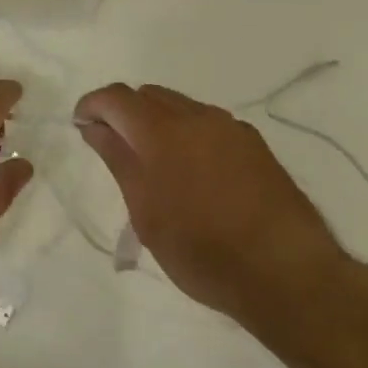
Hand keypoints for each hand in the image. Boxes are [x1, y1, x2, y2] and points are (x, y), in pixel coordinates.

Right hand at [72, 82, 350, 324]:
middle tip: (115, 148)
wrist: (286, 272)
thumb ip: (118, 160)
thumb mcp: (145, 211)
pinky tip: (193, 172)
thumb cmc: (200, 249)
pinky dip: (188, 133)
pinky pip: (208, 123)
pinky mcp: (254, 144)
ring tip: (154, 164)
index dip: (92, 106)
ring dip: (157, 122)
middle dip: (124, 112)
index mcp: (162, 130)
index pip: (116, 97)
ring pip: (181, 106)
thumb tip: (95, 127)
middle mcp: (197, 116)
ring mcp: (230, 127)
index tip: (81, 127)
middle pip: (149, 95)